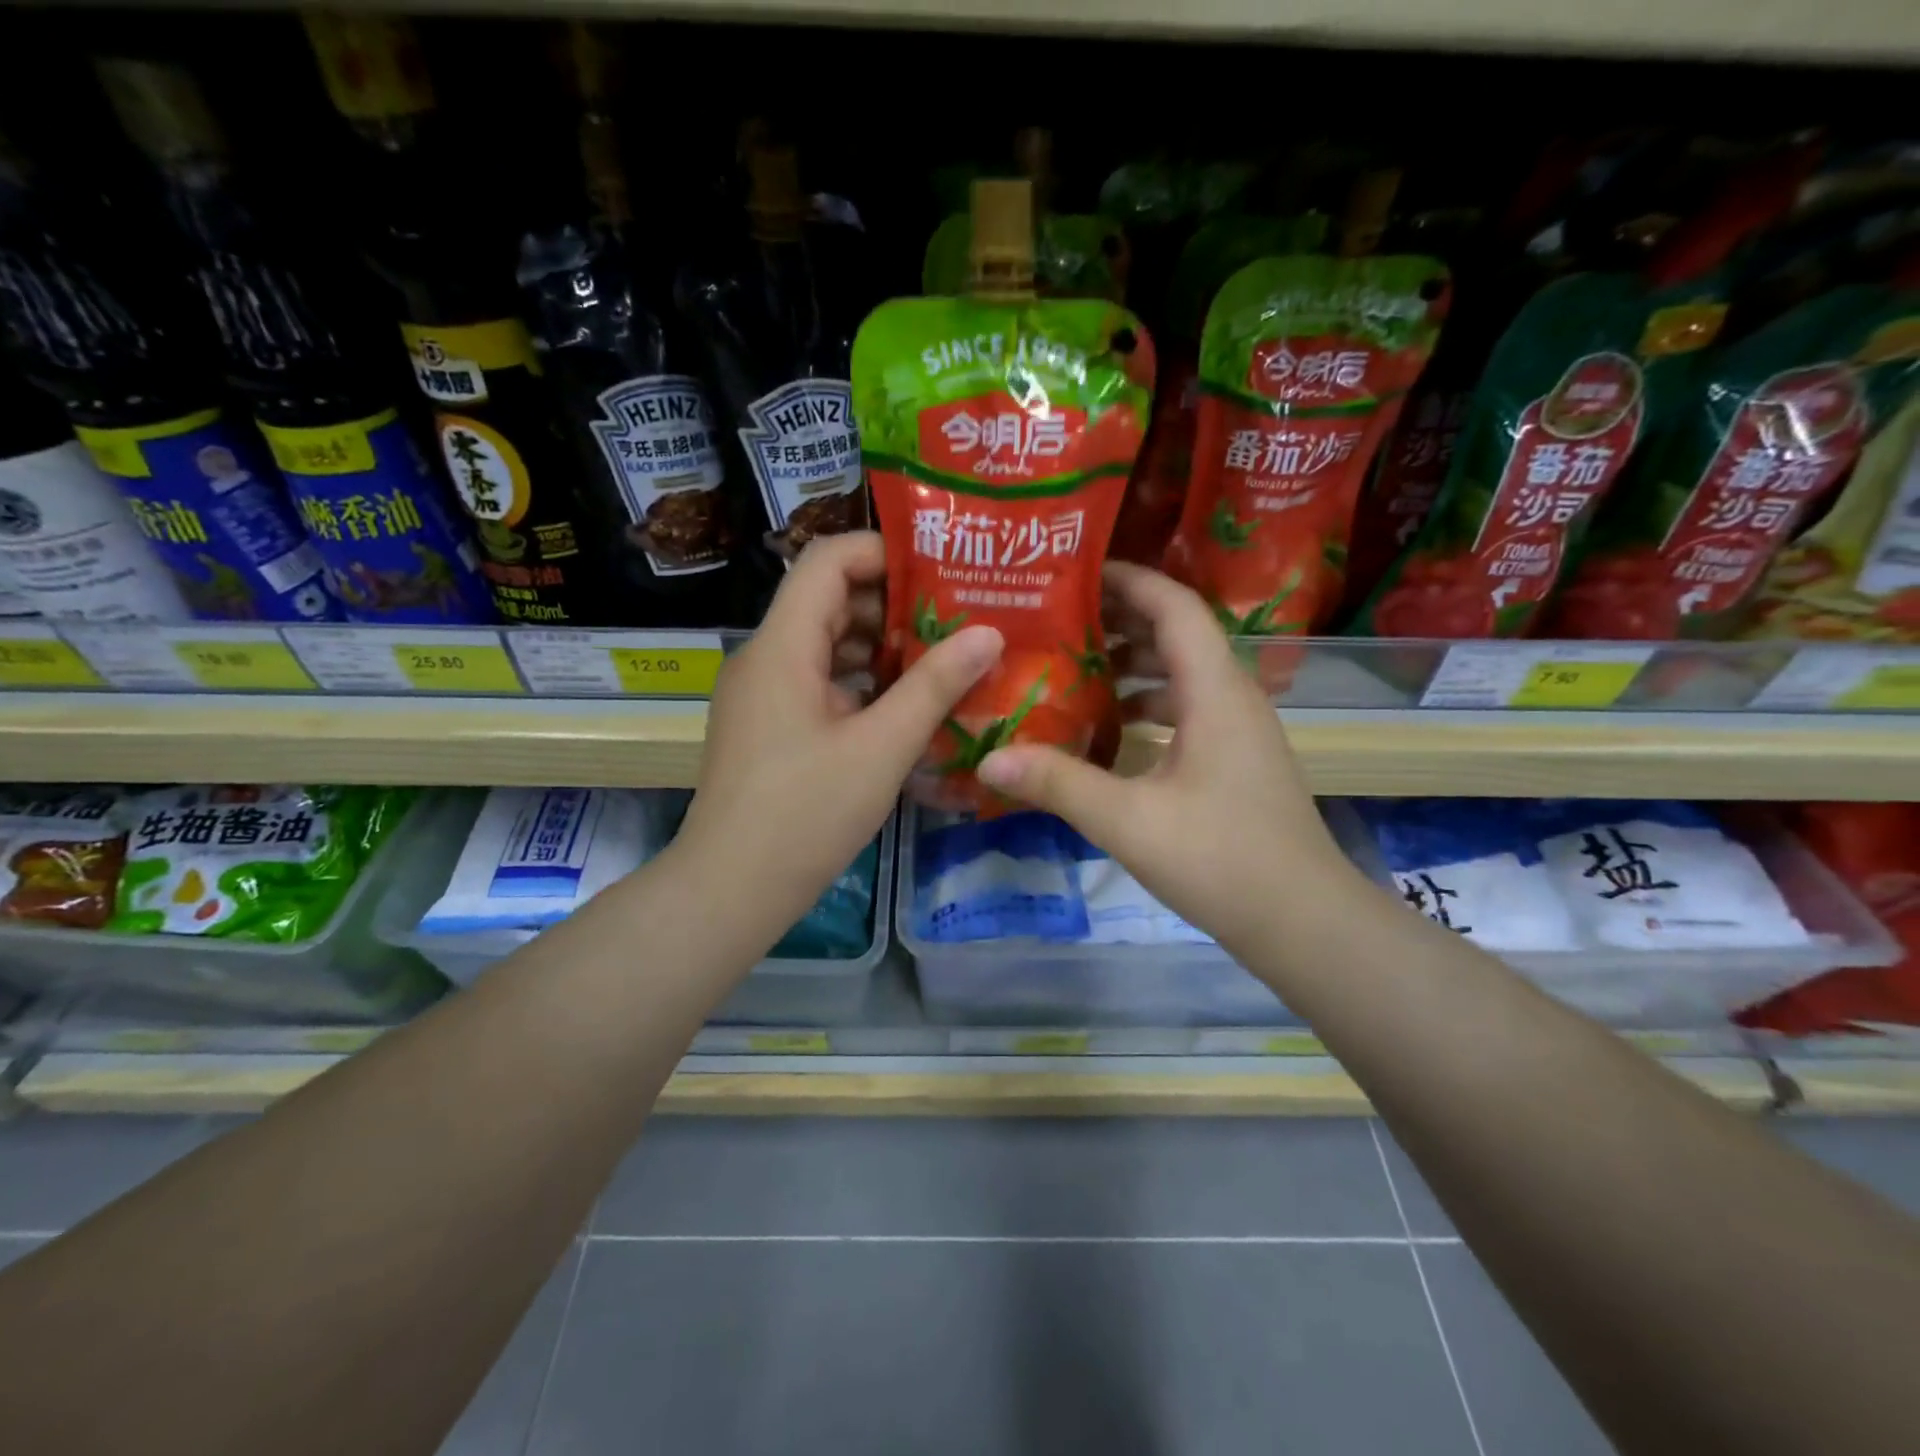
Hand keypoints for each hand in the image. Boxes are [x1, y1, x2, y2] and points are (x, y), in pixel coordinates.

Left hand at [672, 531, 1002, 952]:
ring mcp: (763, 694)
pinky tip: (904, 707)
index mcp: (782, 647)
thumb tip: (988, 633)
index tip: (941, 573)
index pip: (827, 561)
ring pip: (826, 645)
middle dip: (894, 604)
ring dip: (881, 647)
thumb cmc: (805, 813)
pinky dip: (861, 683)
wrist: (731, 889)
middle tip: (956, 620)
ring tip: (942, 661)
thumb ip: (935, 686)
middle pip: (828, 601)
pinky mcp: (768, 727)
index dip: (883, 553)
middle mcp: (765, 657)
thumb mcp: (882, 748)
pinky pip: (818, 683)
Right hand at [975, 561, 1360, 956]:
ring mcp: (1239, 731)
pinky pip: (1188, 711)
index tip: (1076, 574)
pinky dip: (1148, 707)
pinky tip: (1110, 733)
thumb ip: (1058, 785)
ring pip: (1182, 676)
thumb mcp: (1129, 821)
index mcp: (1215, 691)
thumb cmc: (1222, 860)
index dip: (1129, 581)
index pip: (1175, 607)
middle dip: (1121, 621)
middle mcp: (1233, 697)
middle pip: (1177, 634)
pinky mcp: (1236, 761)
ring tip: (1074, 672)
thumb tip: (990, 760)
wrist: (1304, 922)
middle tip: (1059, 622)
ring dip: (1133, 667)